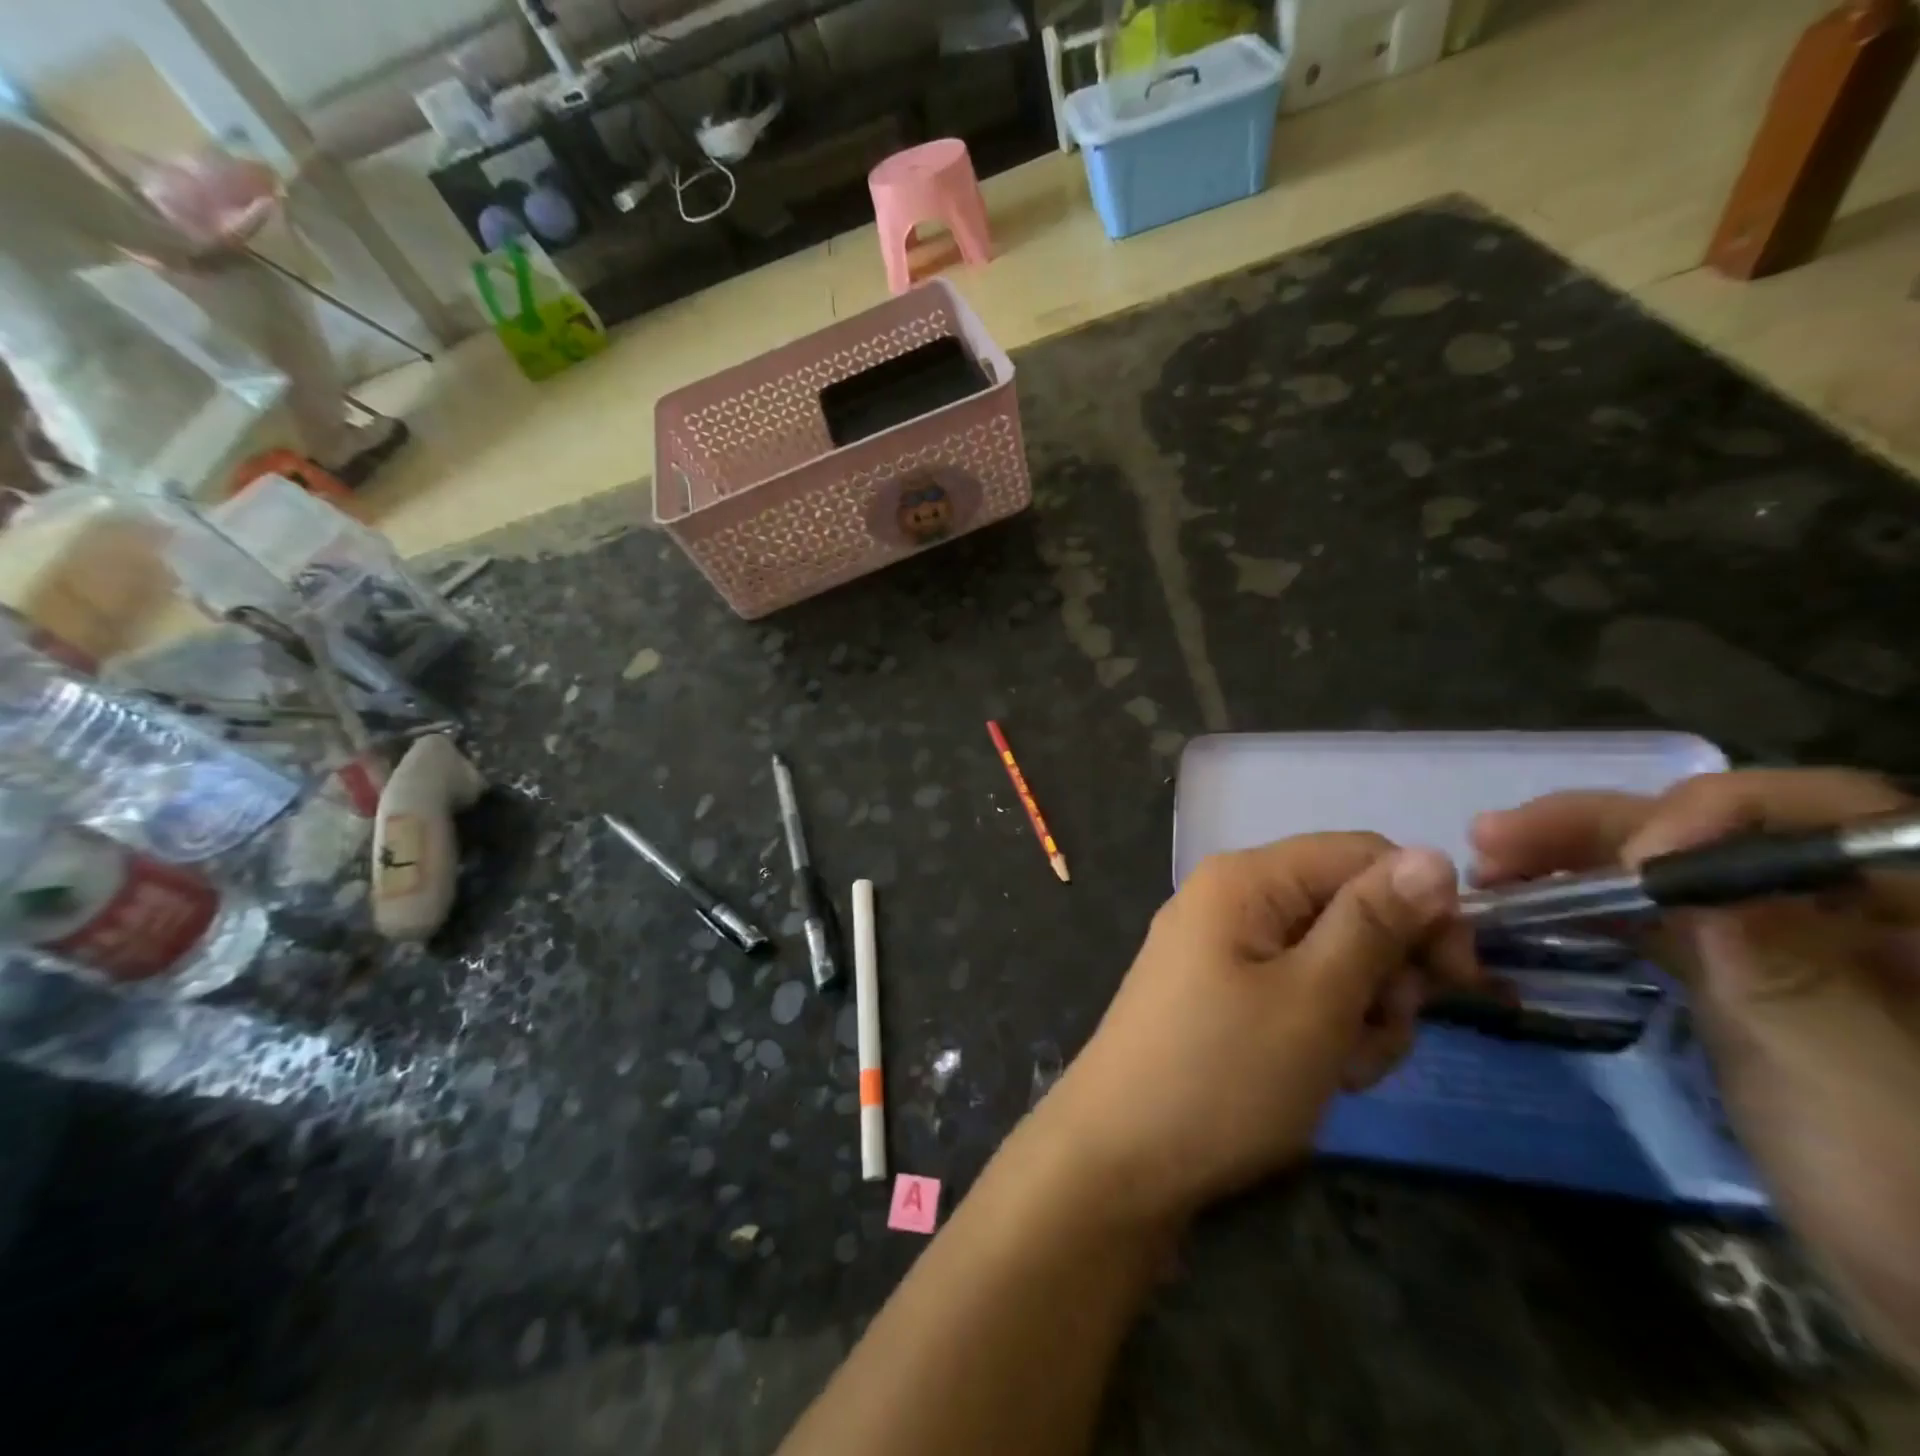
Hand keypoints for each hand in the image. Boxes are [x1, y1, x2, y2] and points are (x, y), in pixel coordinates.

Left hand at [1038, 835, 1478, 1229]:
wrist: (1120, 1156)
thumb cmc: (1222, 1074)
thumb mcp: (1314, 999)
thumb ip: (1373, 924)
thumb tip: (1434, 855)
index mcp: (1245, 878)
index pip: (1362, 854)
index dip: (1421, 906)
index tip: (1454, 979)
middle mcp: (1231, 899)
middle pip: (1348, 908)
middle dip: (1386, 974)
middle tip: (1379, 1033)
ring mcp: (1223, 948)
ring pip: (1332, 959)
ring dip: (1361, 1014)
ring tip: (1340, 1069)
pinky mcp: (1222, 994)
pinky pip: (1297, 992)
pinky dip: (1324, 1032)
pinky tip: (1318, 1077)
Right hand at [1472, 768, 1919, 1371]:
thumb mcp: (1854, 1089)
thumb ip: (1783, 972)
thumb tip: (1681, 867)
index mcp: (1919, 909)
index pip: (1827, 814)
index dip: (1720, 815)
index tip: (1630, 862)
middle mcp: (1853, 906)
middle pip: (1721, 833)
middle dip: (1604, 829)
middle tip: (1494, 838)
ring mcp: (1795, 942)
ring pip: (1673, 871)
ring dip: (1576, 861)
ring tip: (1491, 866)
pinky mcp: (1746, 976)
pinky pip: (1660, 919)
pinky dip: (1591, 908)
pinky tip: (1530, 908)